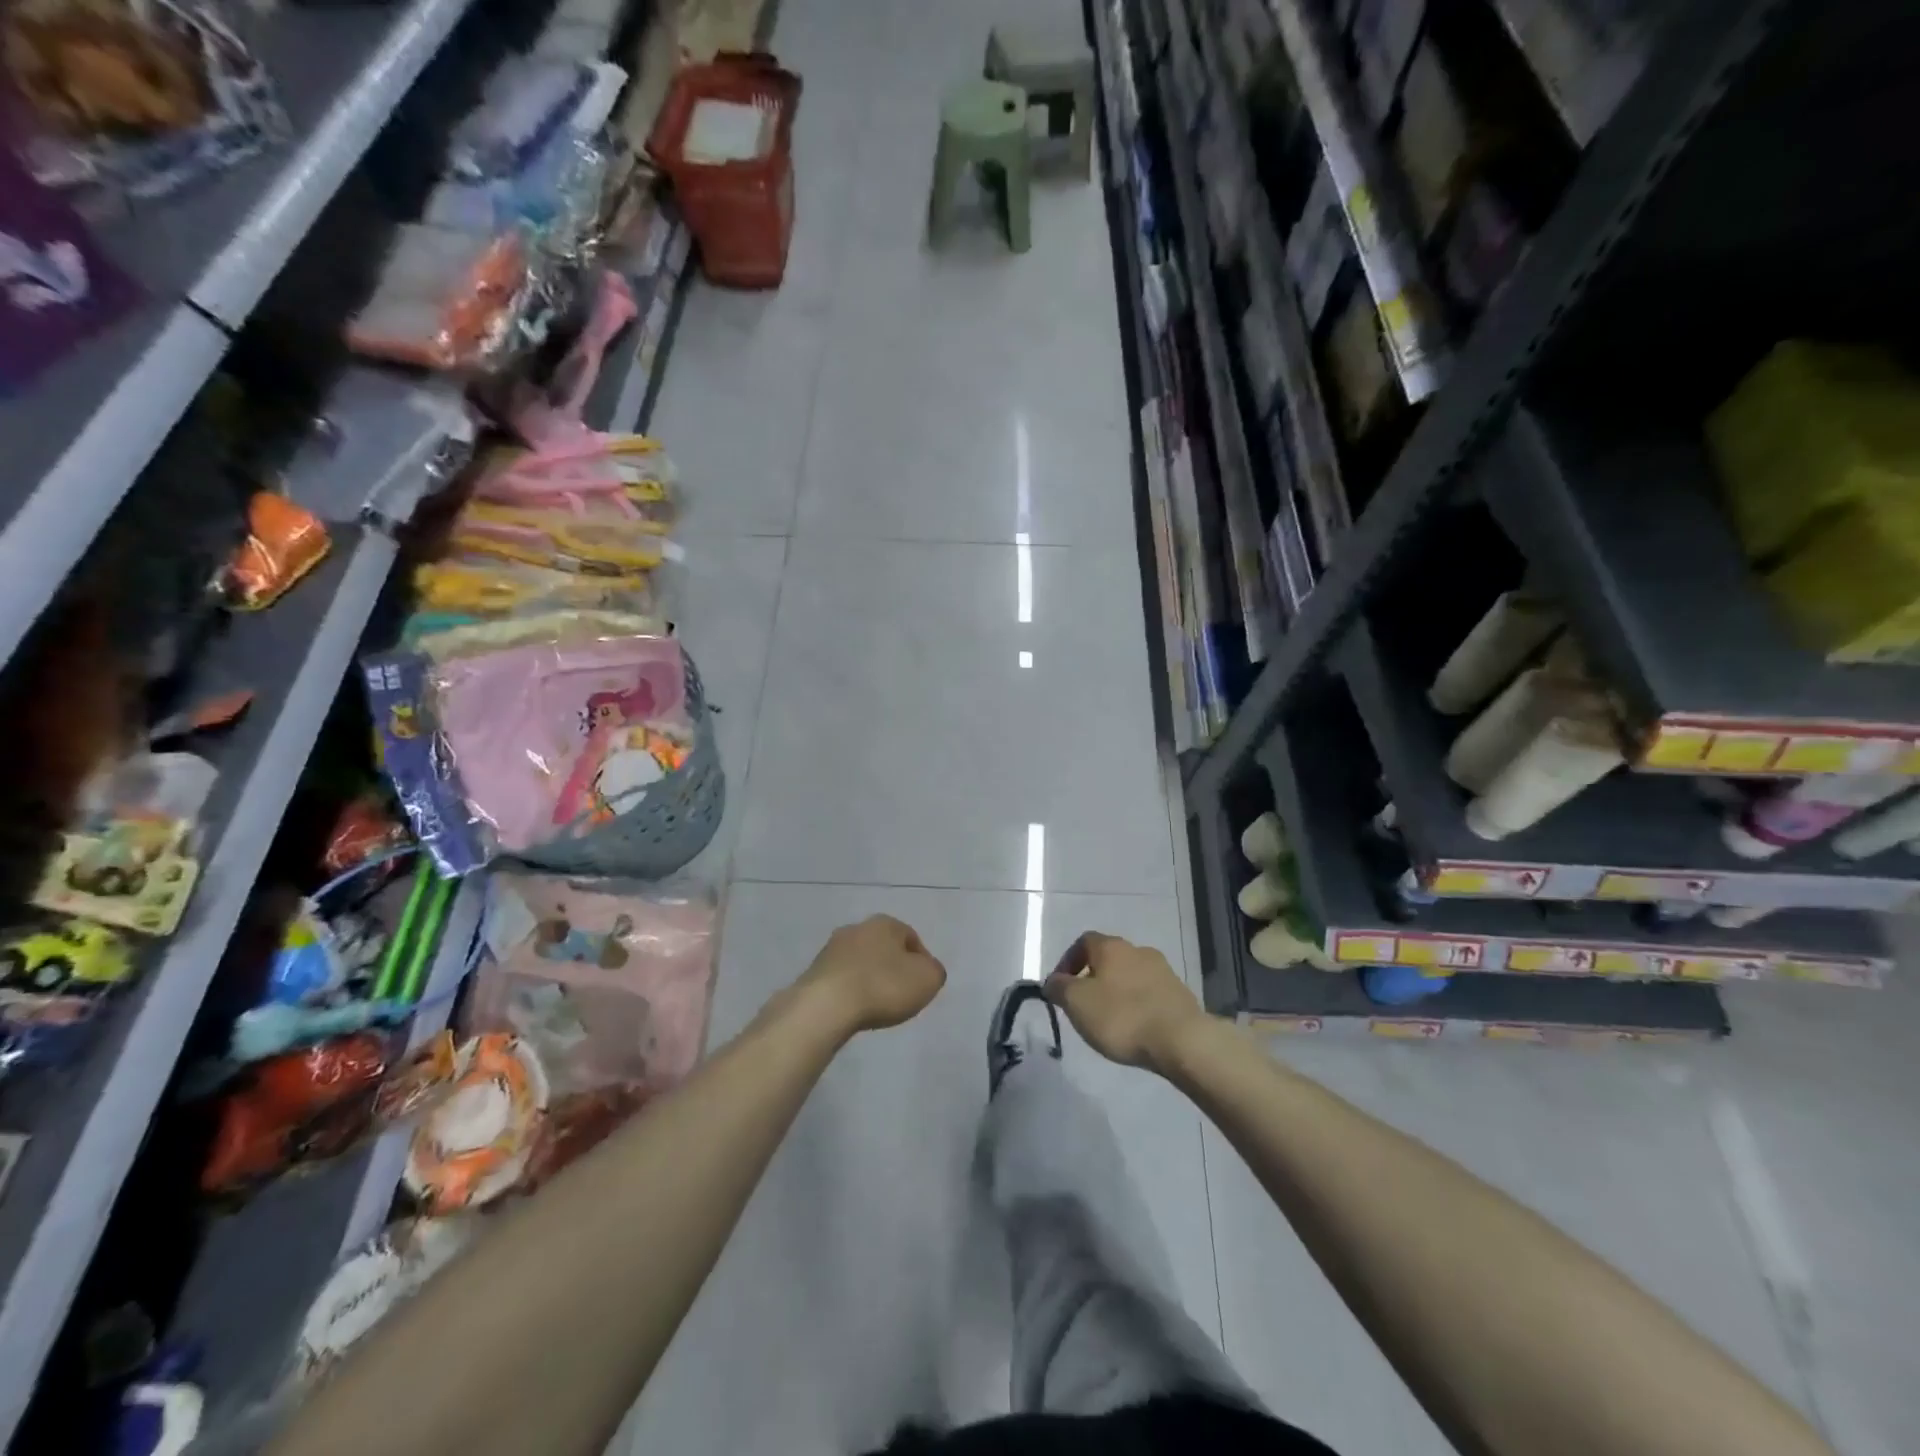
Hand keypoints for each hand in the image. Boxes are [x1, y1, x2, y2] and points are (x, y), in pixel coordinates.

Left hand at [795, 915, 946, 1034]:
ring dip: (870, 978)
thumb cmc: (883, 986)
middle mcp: (856, 928)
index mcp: (885, 922)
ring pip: (860, 962)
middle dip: (893, 967)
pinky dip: (850, 991)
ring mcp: (831, 949)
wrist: (826, 1006)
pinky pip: (841, 980)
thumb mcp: (928, 979)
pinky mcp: (813, 972)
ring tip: (876, 1005)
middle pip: (883, 948)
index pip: (911, 938)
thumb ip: (934, 971)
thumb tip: (926, 970)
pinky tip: (854, 1009)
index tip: (922, 985)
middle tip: (901, 994)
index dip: (922, 961)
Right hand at [1046, 932, 1205, 1072]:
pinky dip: (1138, 1004)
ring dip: (1117, 991)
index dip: (1068, 961)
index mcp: (1111, 946)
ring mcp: (1163, 970)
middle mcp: (1137, 950)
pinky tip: (1135, 1027)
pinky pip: (1150, 993)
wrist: (1181, 1039)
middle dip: (1093, 978)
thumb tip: (1053, 981)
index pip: (1083, 941)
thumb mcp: (1076, 1003)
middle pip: (1108, 957)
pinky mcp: (1179, 993)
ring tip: (1110, 1020)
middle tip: (1084, 1005)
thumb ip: (1059, 988)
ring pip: (1130, 975)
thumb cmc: (1121, 1016)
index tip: (1061, 986)